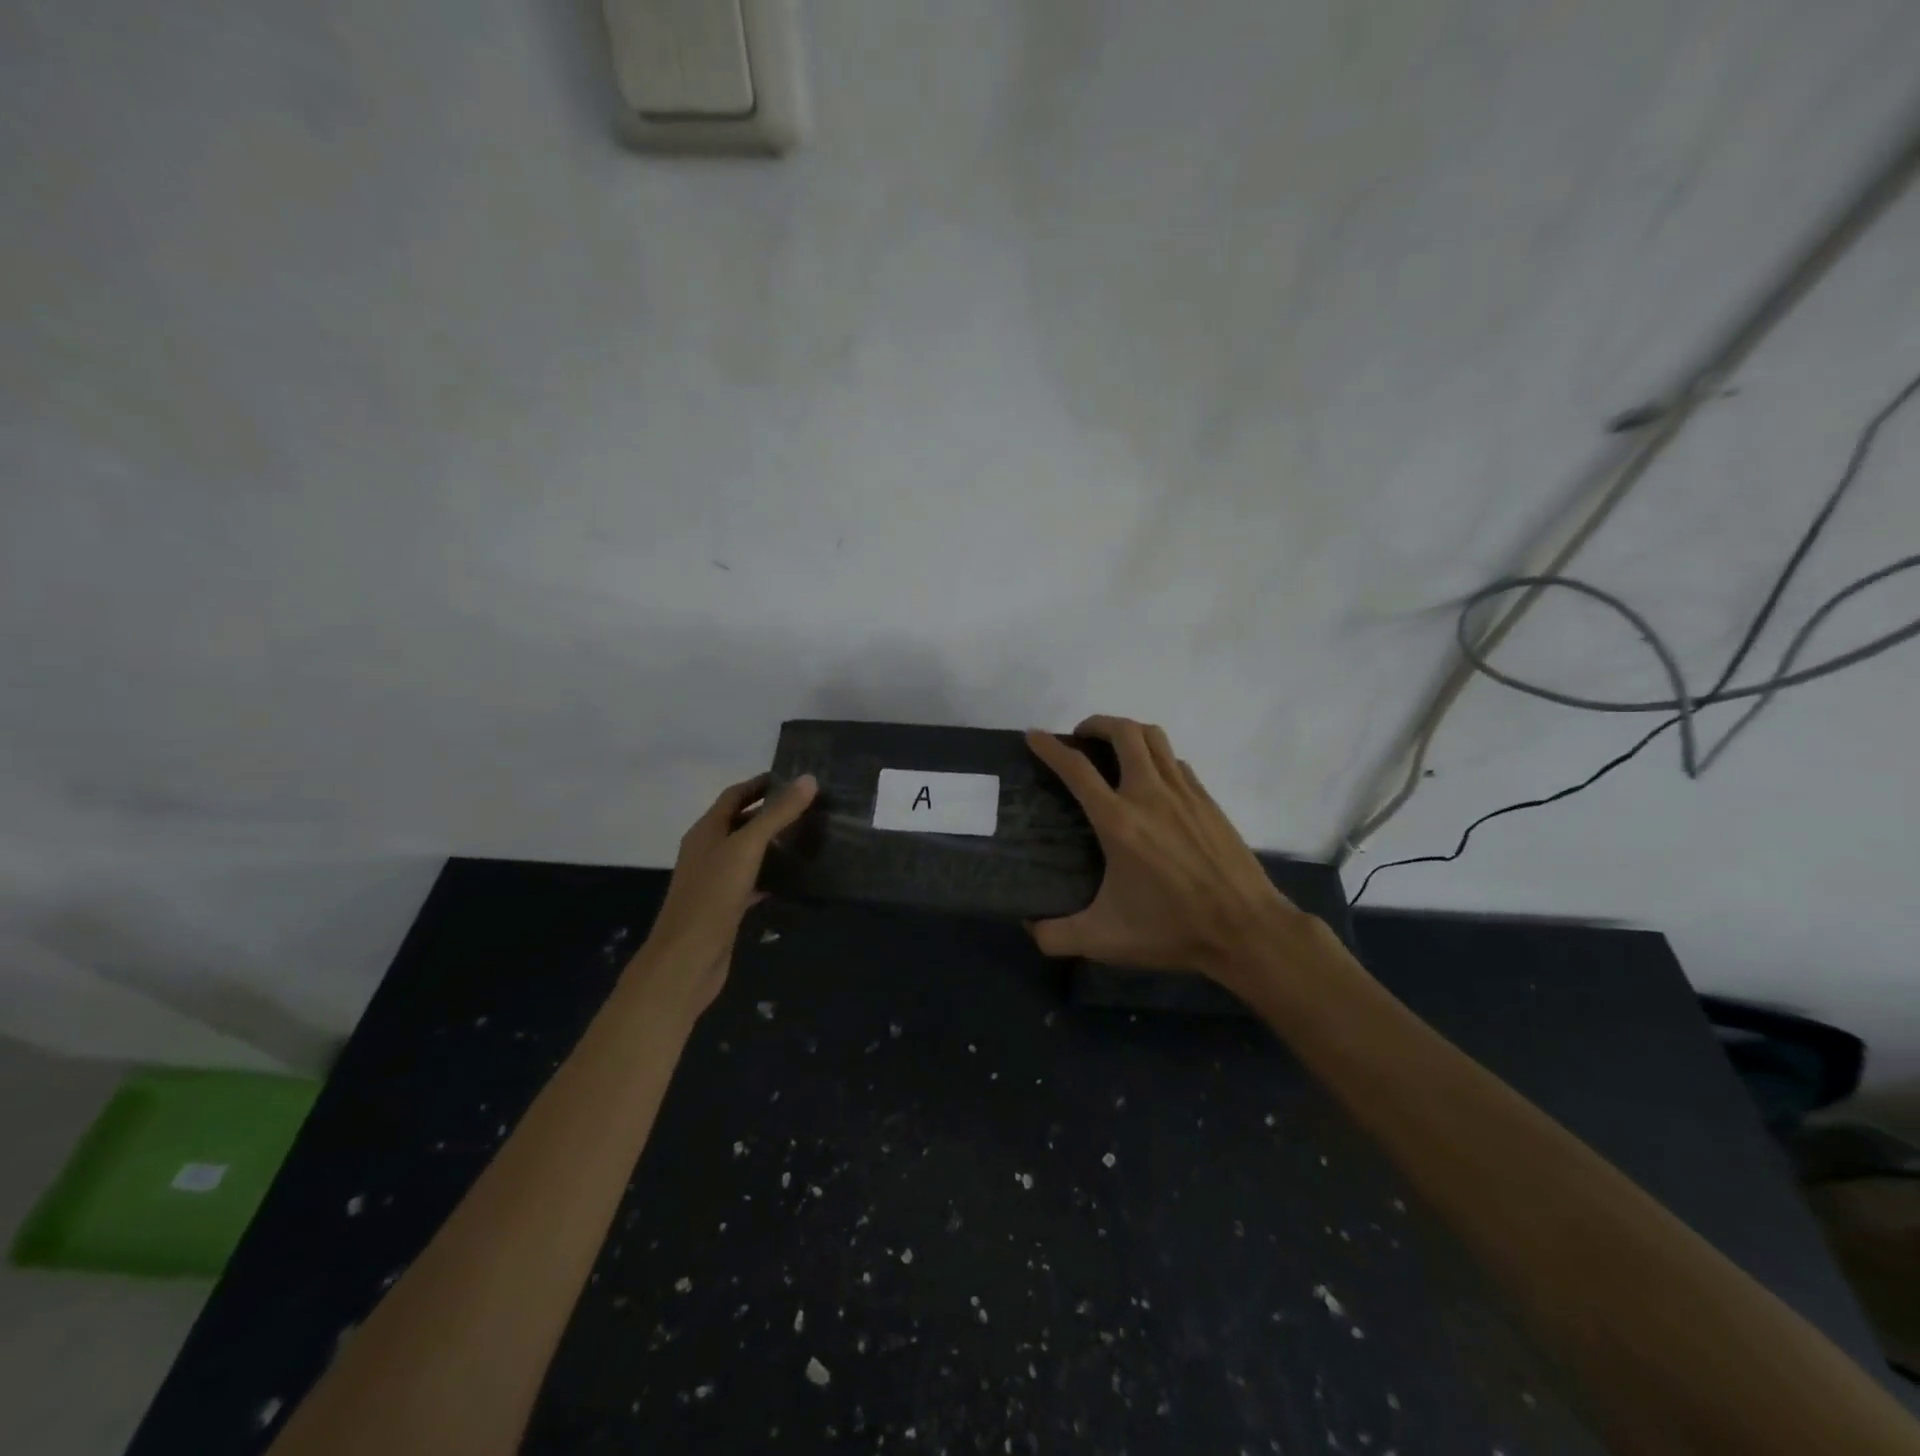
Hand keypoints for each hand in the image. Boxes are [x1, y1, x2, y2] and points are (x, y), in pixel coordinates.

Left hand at [628, 773, 817, 1020]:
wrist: (687, 960)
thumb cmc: (712, 896)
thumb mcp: (747, 848)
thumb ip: (777, 815)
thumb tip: (808, 779)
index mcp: (706, 831)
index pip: (734, 796)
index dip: (761, 784)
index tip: (795, 779)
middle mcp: (708, 851)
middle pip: (741, 822)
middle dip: (771, 812)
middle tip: (810, 807)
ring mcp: (715, 881)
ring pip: (747, 853)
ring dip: (773, 844)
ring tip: (808, 836)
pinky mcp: (726, 907)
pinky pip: (752, 881)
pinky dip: (771, 875)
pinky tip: (794, 878)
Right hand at [1025, 717, 1308, 992]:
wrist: (1247, 929)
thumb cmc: (1173, 930)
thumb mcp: (1105, 940)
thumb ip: (1056, 935)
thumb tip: (1028, 927)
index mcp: (1118, 821)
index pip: (1076, 769)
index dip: (1050, 747)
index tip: (1034, 736)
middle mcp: (1150, 795)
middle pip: (1123, 732)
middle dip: (1096, 724)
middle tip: (1080, 737)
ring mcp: (1184, 793)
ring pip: (1154, 738)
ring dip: (1128, 731)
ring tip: (1114, 746)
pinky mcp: (1208, 800)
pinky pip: (1176, 761)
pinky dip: (1157, 757)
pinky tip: (1152, 780)